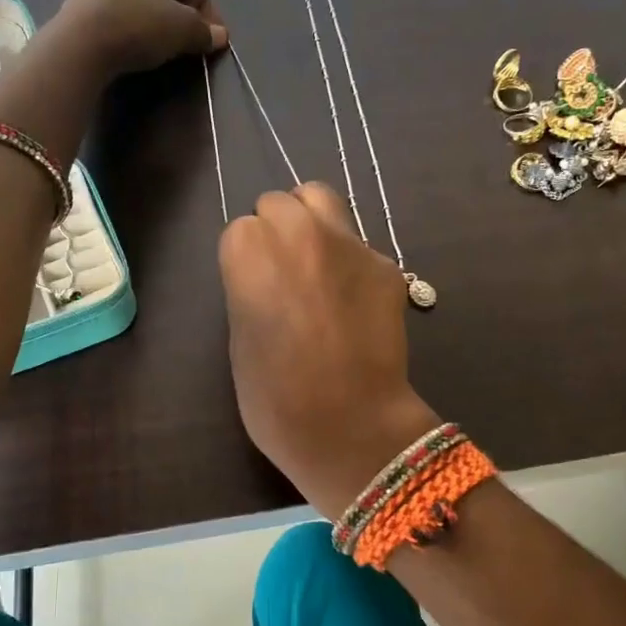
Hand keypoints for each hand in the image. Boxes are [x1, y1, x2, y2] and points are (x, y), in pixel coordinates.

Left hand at [51, 0, 227, 76]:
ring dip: (154, 19)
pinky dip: (130, 26)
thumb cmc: (136, 26)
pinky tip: (136, 45)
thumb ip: (204, 31)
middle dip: (178, 11)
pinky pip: (114, 12)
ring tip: (165, 44)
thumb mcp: (182, 28)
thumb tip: (220, 36)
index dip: (205, 7)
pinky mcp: (74, 4)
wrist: (79, 50)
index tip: (213, 35)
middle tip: (190, 39)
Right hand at [219, 183, 439, 517]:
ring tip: (315, 264)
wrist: (349, 425)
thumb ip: (248, 291)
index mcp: (249, 250)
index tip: (254, 289)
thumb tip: (266, 278)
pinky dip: (350, 261)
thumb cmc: (275, 398)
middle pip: (280, 204)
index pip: (241, 228)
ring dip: (312, 222)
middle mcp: (299, 232)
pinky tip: (353, 299)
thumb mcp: (240, 340)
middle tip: (284, 274)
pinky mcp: (386, 264)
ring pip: (322, 200)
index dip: (246, 260)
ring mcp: (349, 243)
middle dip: (278, 231)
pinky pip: (358, 244)